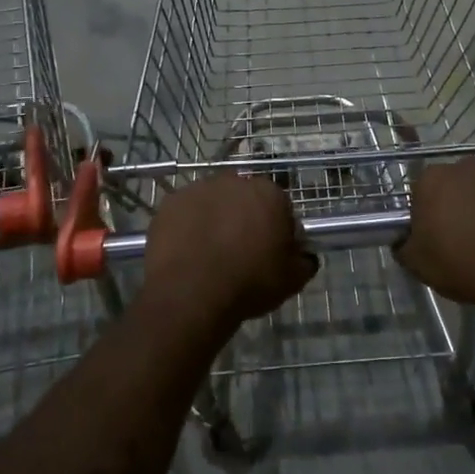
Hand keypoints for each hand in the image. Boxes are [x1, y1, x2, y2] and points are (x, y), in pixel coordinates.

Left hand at [140, 174, 316, 335]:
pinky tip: (188, 252)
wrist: (191, 292)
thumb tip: (304, 255)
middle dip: (244, 218)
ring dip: (215, 219)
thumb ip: (304, 260)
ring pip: (213, 203)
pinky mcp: (170, 203)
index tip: (272, 252)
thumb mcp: (292, 279)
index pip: (280, 206)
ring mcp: (198, 189)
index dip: (277, 229)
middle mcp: (234, 181)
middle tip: (241, 252)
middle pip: (244, 199)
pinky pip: (185, 213)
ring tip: (210, 254)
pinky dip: (188, 227)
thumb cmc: (249, 282)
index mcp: (268, 193)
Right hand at [395, 160, 474, 318]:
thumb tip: (405, 238)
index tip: (437, 235)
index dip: (429, 213)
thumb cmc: (462, 267)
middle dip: (460, 202)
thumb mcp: (416, 263)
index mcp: (431, 180)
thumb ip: (404, 242)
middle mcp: (465, 165)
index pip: (423, 191)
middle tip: (468, 234)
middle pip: (457, 183)